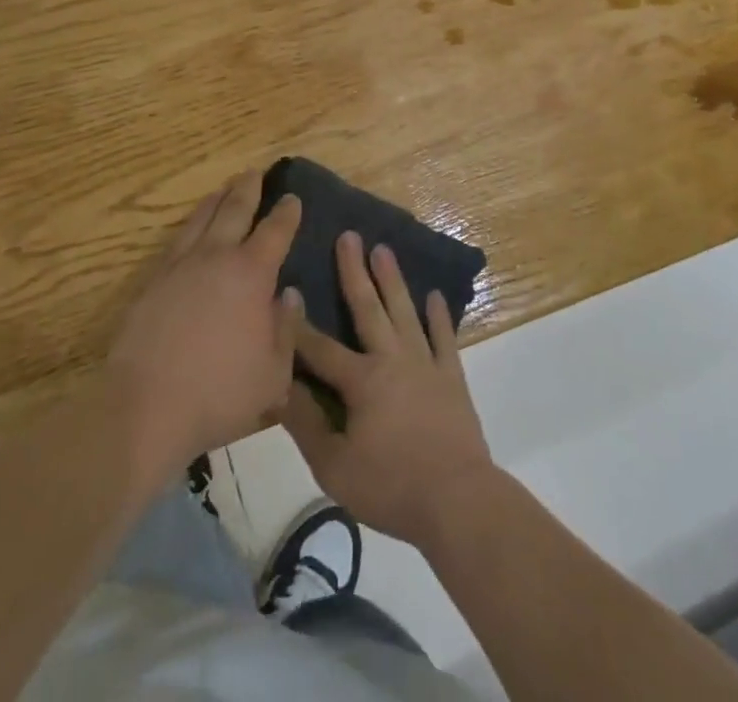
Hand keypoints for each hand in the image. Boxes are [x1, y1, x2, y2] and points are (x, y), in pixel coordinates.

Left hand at [106, 171, 301, 486]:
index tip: (292, 197)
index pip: (275, 232)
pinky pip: (176, 241)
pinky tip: (191, 229)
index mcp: (251, 274)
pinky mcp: (152, 283)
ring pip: (201, 219)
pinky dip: (190, 225)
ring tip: (224, 188)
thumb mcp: (274, 374)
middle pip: (234, 210)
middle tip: (255, 172)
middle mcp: (216, 258)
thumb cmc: (220, 394)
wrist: (145, 408)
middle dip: (248, 189)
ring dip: (216, 200)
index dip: (286, 213)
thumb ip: (286, 329)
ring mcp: (179, 267)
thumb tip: (288, 295)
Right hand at [283, 231, 496, 550]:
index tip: (286, 289)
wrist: (458, 501)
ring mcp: (426, 363)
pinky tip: (435, 296)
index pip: (320, 347)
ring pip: (405, 311)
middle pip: (369, 307)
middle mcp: (392, 358)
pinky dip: (439, 316)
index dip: (298, 323)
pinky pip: (444, 338)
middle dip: (354, 271)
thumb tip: (279, 387)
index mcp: (361, 380)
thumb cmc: (391, 486)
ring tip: (384, 249)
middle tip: (349, 235)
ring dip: (393, 279)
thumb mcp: (334, 467)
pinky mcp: (451, 377)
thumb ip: (306, 424)